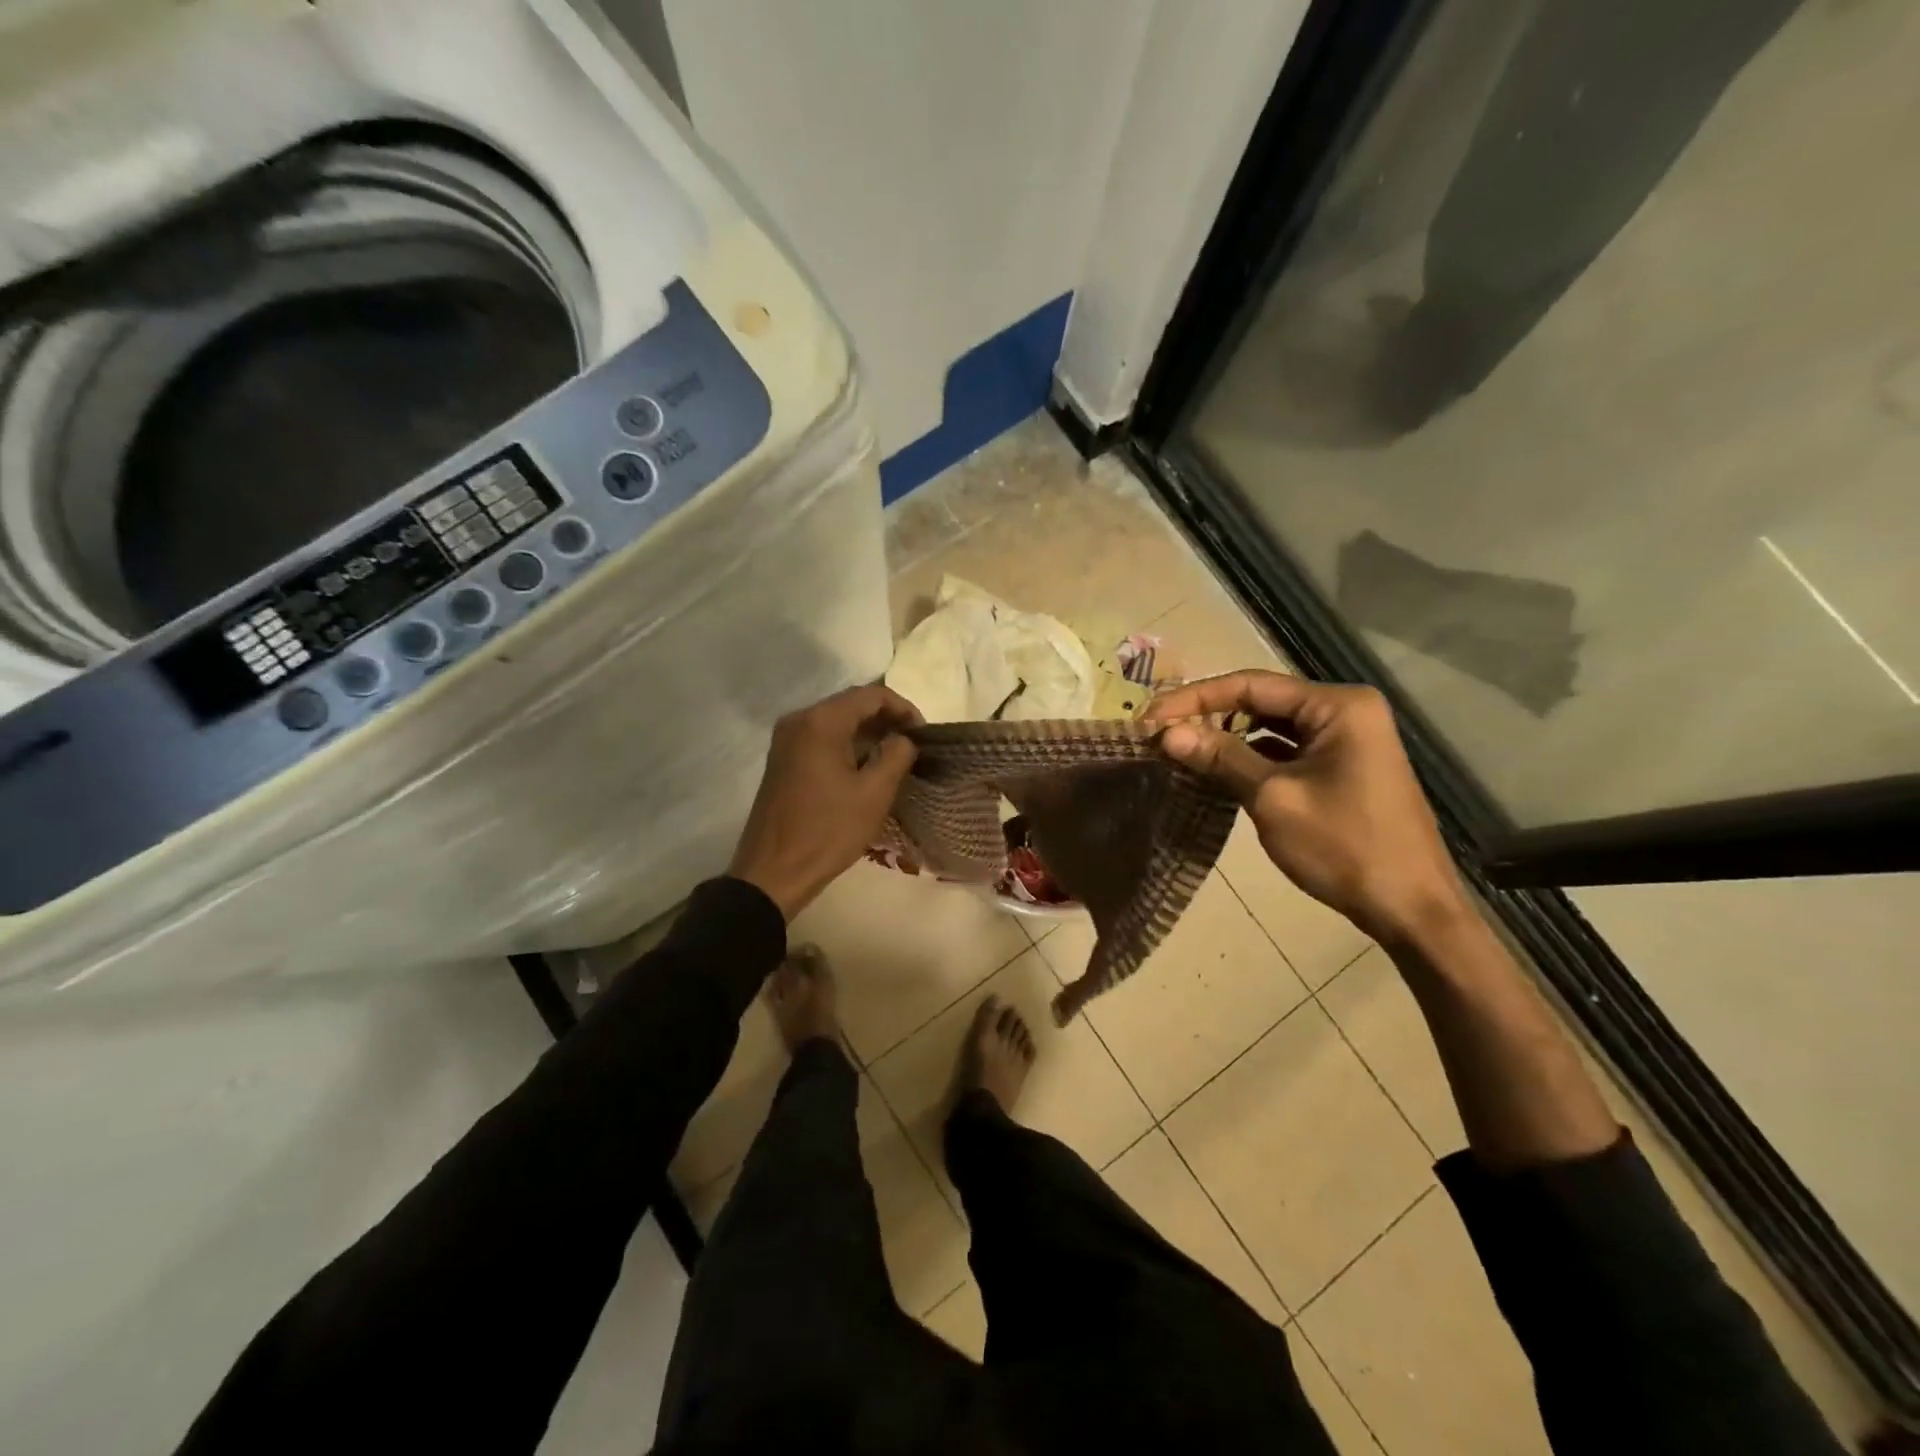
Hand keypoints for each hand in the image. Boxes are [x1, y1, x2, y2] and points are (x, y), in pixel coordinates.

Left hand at [729, 685, 922, 920]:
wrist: (774, 872)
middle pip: (851, 704)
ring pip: (836, 721)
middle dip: (886, 719)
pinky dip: (848, 744)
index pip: (871, 695)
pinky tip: (866, 767)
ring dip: (868, 732)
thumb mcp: (874, 793)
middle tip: (914, 744)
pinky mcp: (783, 759)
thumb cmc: (828, 831)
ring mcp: (786, 739)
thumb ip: (897, 755)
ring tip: (896, 756)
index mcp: (821, 721)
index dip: (903, 708)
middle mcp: (799, 720)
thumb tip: (904, 738)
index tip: (924, 733)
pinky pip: (822, 738)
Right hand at [1143, 670, 1467, 945]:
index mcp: (1337, 705)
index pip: (1251, 684)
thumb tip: (1167, 733)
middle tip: (1159, 733)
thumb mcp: (1273, 798)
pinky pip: (1286, 750)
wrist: (1411, 909)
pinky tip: (1216, 770)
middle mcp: (1345, 711)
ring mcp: (1347, 740)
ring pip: (1272, 726)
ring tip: (1179, 749)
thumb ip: (1220, 757)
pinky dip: (1251, 757)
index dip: (1195, 698)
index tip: (1150, 717)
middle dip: (1208, 715)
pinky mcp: (1343, 768)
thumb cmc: (1344, 846)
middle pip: (1261, 700)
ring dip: (1227, 737)